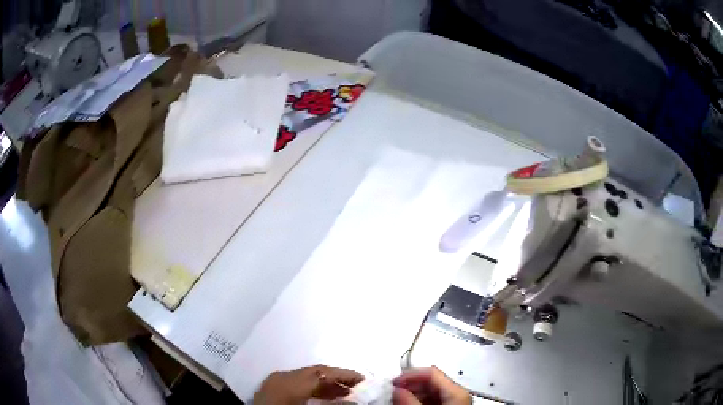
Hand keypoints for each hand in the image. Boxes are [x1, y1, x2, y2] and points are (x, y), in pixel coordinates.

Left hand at [253, 365, 363, 404]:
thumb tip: (353, 400)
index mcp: (289, 381)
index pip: (322, 372)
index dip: (345, 374)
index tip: (364, 379)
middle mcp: (281, 376)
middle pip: (314, 372)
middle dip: (337, 378)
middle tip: (358, 387)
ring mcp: (274, 381)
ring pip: (305, 377)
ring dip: (326, 384)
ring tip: (345, 394)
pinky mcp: (270, 388)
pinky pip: (296, 383)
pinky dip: (312, 388)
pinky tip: (324, 397)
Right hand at [392, 367, 471, 404]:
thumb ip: (410, 400)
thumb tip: (397, 388)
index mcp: (457, 390)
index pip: (432, 372)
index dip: (410, 374)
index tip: (393, 381)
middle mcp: (459, 392)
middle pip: (432, 380)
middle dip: (411, 384)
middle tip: (394, 390)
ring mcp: (457, 400)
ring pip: (433, 390)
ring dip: (414, 392)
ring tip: (399, 398)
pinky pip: (435, 399)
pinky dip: (421, 399)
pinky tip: (410, 403)